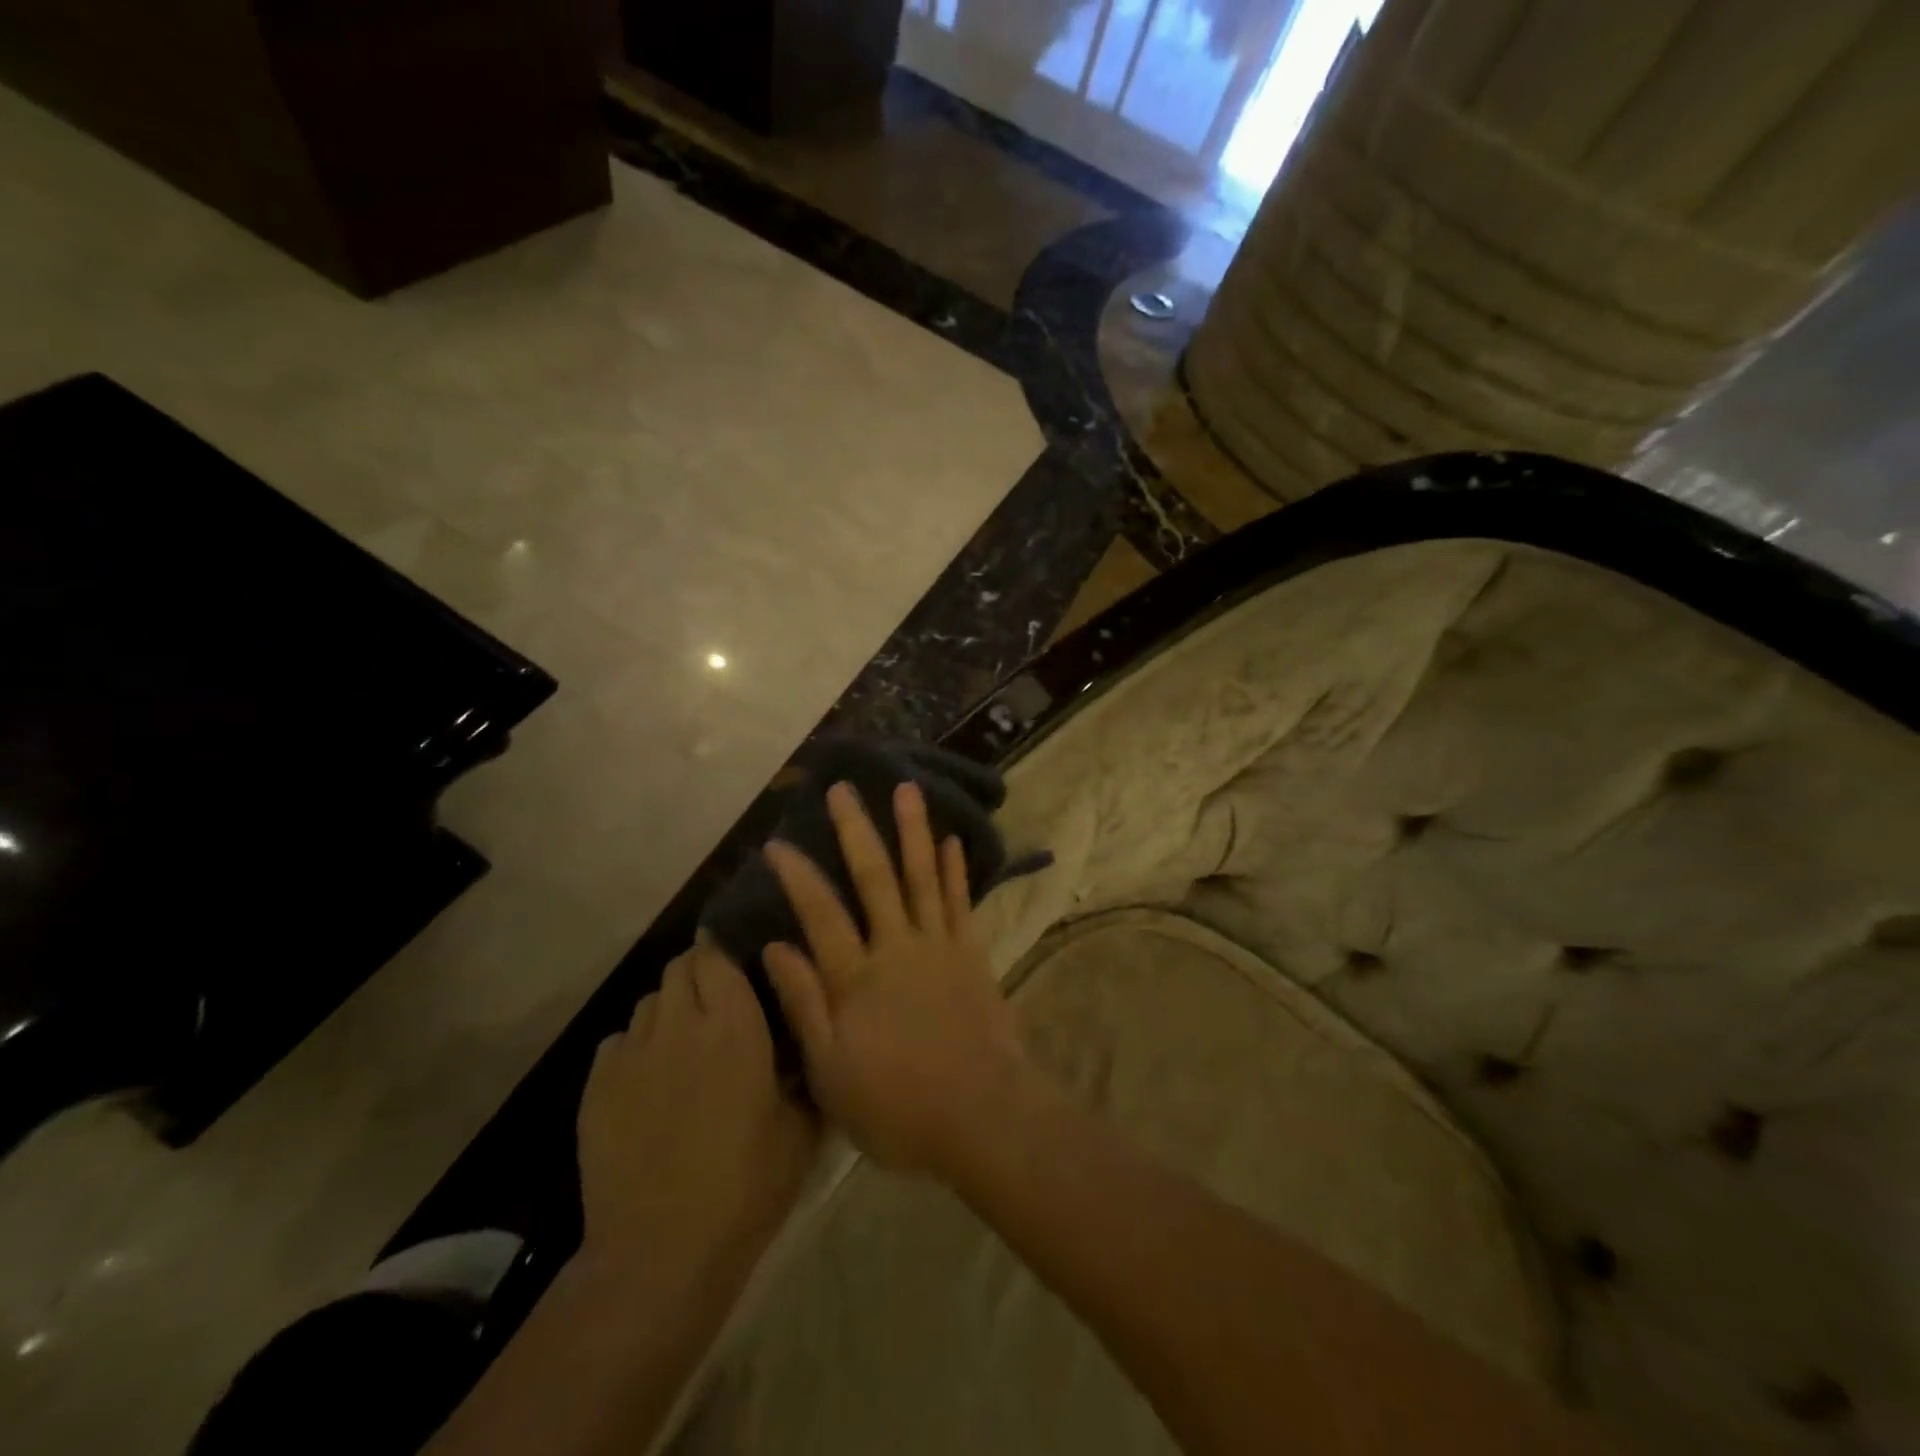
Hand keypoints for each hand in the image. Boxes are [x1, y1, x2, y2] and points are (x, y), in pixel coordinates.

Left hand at [577, 941, 817, 1288]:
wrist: (661, 1251)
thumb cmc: (746, 1185)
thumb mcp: (801, 1126)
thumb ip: (803, 1067)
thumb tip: (803, 1034)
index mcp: (733, 1023)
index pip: (715, 954)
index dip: (724, 952)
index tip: (739, 964)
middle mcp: (678, 1024)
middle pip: (678, 968)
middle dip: (697, 974)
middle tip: (717, 1006)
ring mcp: (631, 1054)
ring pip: (647, 1003)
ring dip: (668, 1010)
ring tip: (684, 1044)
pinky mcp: (596, 1088)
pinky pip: (616, 1043)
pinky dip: (635, 1048)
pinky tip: (649, 1082)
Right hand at [761, 780, 1034, 1178]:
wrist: (982, 1117)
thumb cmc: (897, 1106)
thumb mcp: (832, 1072)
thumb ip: (805, 1005)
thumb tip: (776, 947)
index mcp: (857, 978)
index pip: (821, 913)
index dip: (798, 876)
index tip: (778, 842)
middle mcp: (897, 947)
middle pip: (873, 878)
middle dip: (856, 830)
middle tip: (844, 789)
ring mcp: (940, 946)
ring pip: (921, 876)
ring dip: (912, 831)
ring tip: (906, 790)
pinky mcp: (972, 954)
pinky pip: (961, 903)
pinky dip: (955, 870)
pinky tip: (951, 840)